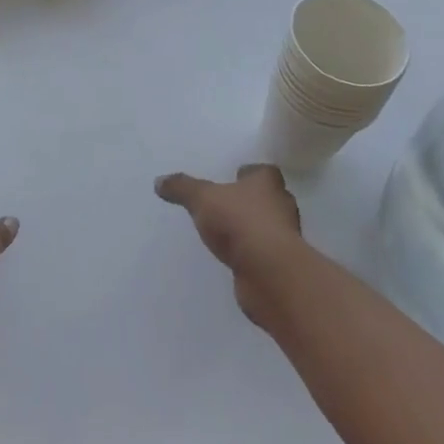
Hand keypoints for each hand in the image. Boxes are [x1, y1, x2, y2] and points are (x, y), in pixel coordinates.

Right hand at [154, 164, 304, 323]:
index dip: (250, 174)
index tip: (235, 178)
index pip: (263, 172)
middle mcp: (281, 206)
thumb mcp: (202, 199)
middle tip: (228, 204)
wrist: (269, 272)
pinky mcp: (280, 264)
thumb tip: (159, 181)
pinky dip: (252, 253)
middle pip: (268, 198)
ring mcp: (284, 237)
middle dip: (251, 200)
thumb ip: (182, 188)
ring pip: (268, 226)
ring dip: (253, 228)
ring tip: (228, 232)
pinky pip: (264, 252)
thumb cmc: (239, 222)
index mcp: (267, 183)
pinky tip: (235, 257)